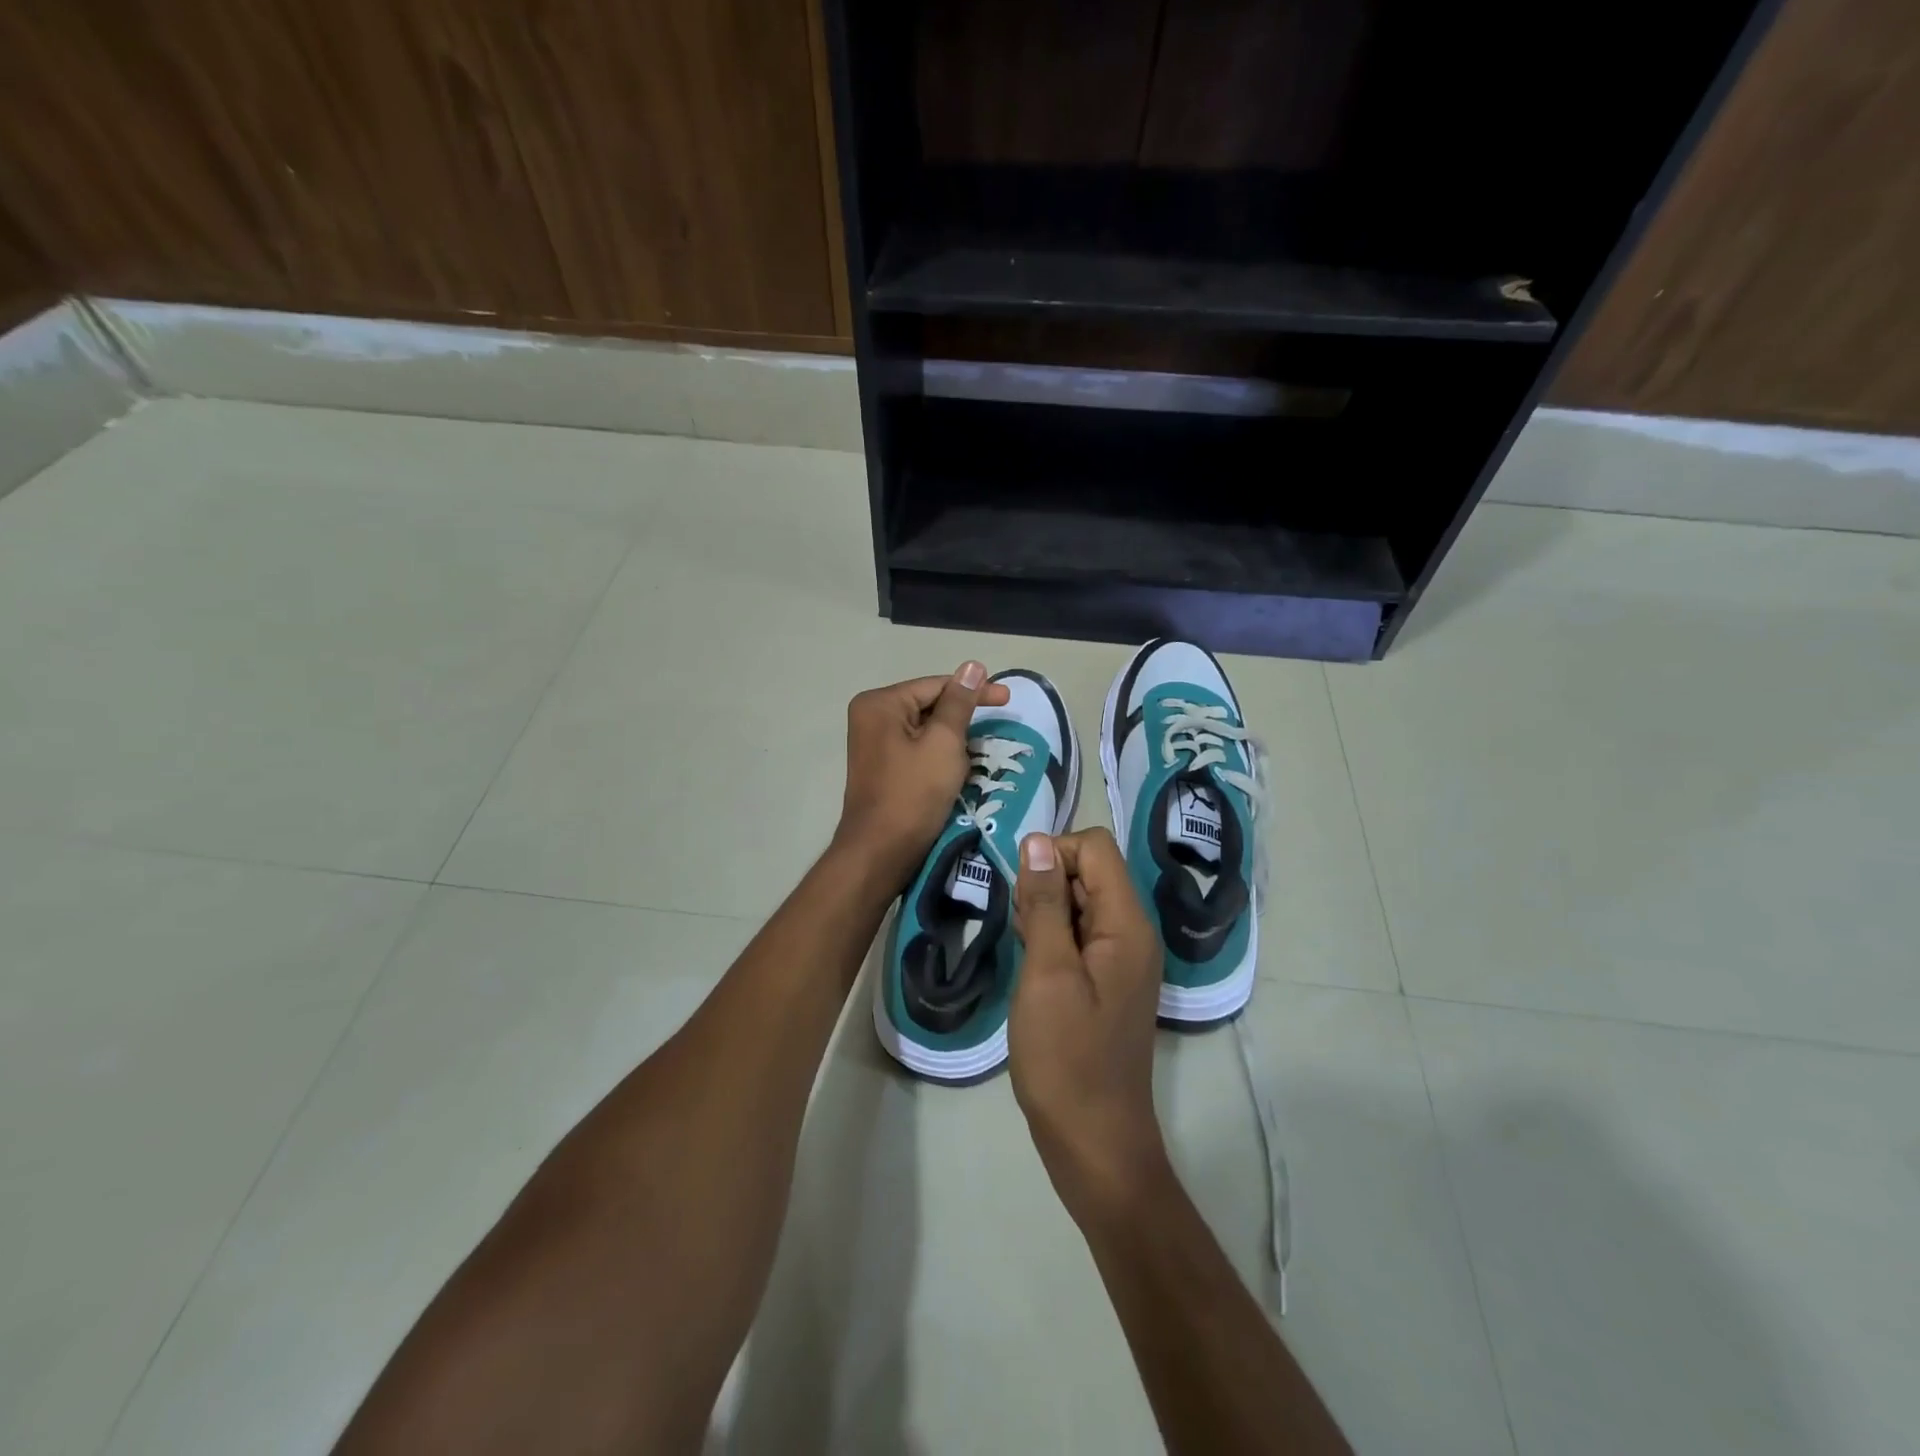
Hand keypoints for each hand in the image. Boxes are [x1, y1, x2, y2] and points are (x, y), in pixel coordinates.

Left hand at [833, 662, 1008, 882]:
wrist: (881, 852)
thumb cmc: (913, 794)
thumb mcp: (944, 743)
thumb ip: (959, 702)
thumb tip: (973, 666)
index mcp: (880, 703)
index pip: (936, 685)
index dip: (975, 691)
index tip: (1008, 699)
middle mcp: (871, 716)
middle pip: (929, 705)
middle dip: (962, 718)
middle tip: (996, 728)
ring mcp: (874, 743)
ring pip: (926, 729)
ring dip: (954, 739)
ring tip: (978, 752)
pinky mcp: (882, 766)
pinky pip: (917, 748)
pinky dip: (940, 755)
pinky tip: (958, 768)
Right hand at [1010, 828, 1171, 1222]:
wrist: (1094, 1140)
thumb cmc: (1066, 1056)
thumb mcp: (1047, 973)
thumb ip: (1044, 903)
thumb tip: (1038, 841)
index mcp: (1127, 924)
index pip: (1095, 847)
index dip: (1054, 854)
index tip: (1023, 894)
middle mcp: (1132, 933)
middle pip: (1089, 872)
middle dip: (1047, 885)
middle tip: (1021, 931)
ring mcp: (1121, 959)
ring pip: (1080, 903)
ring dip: (1045, 913)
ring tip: (1025, 953)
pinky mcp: (1106, 981)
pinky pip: (1079, 935)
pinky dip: (1051, 938)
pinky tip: (1032, 968)